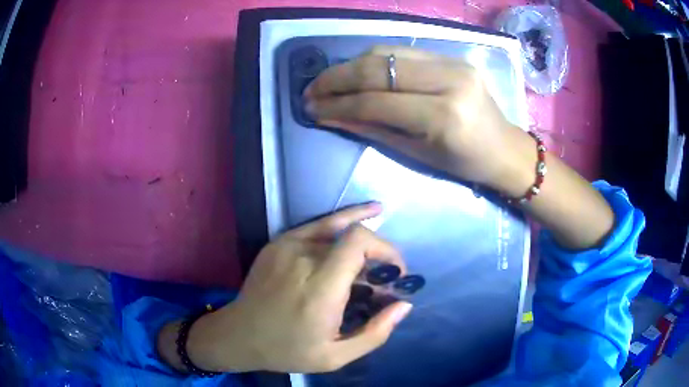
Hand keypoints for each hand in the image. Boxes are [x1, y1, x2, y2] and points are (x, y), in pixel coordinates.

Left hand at [162, 203, 412, 373]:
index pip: (358, 243)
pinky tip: (356, 215)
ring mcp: (287, 246)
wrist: (239, 334)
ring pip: (336, 226)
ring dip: (361, 234)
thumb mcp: (336, 356)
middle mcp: (303, 259)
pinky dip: (340, 220)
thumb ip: (375, 333)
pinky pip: (317, 226)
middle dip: (377, 250)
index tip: (395, 272)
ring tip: (381, 215)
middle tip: (383, 275)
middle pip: (352, 235)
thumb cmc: (287, 349)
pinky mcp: (278, 242)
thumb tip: (404, 304)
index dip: (386, 249)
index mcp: (319, 289)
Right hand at [304, 46, 614, 249]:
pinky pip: (403, 52)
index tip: (311, 107)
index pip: (376, 101)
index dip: (337, 103)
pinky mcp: (452, 57)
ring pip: (387, 53)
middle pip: (378, 69)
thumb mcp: (417, 154)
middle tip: (311, 89)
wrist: (504, 149)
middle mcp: (448, 81)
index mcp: (443, 116)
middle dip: (336, 78)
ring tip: (328, 81)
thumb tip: (329, 115)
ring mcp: (452, 63)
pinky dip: (374, 60)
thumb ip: (372, 128)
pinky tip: (356, 71)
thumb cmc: (463, 163)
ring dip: (351, 65)